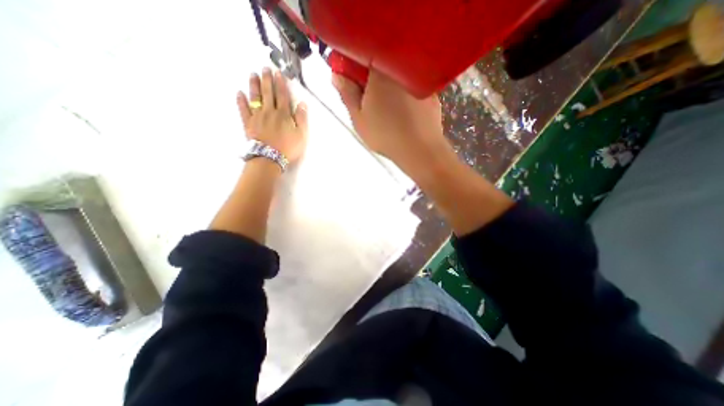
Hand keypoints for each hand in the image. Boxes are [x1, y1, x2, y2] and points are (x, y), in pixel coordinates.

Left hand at [237, 68, 305, 162]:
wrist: (270, 158)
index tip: (278, 73)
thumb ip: (302, 119)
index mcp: (284, 114)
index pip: (283, 96)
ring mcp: (257, 116)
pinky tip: (239, 93)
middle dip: (267, 80)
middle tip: (265, 68)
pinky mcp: (248, 123)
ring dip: (254, 85)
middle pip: (268, 93)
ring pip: (255, 97)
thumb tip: (302, 104)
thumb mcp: (301, 135)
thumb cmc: (288, 148)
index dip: (281, 84)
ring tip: (253, 75)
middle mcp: (270, 111)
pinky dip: (241, 101)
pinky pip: (244, 110)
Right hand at [333, 69, 451, 171]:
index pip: (363, 53)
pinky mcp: (432, 93)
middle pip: (382, 62)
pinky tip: (402, 110)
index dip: (353, 63)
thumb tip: (337, 75)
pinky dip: (404, 93)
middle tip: (367, 97)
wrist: (419, 149)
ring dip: (388, 85)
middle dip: (370, 76)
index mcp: (380, 70)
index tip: (349, 78)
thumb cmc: (385, 134)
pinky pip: (413, 87)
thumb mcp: (359, 117)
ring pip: (398, 75)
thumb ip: (347, 94)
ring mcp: (420, 80)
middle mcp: (402, 68)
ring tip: (385, 107)